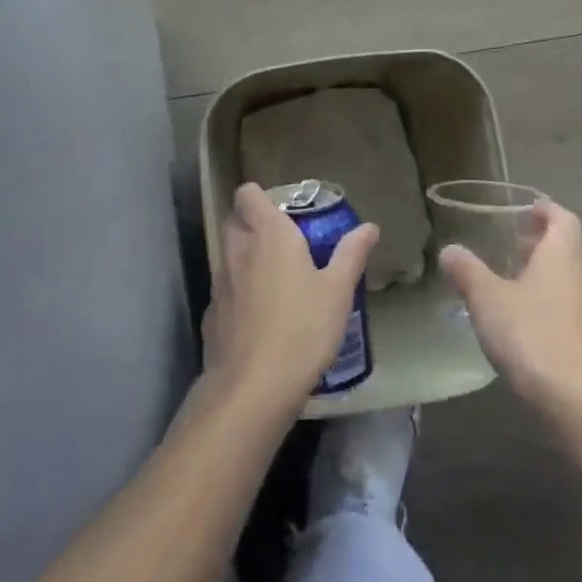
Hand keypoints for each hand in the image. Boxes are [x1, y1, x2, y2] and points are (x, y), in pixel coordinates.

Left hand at [202, 183, 380, 416]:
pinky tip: (261, 317)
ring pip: (228, 255)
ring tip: (277, 281)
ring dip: (247, 259)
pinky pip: (226, 289)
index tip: (282, 211)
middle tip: (285, 243)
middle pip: (235, 221)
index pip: (248, 195)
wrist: (253, 386)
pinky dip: (240, 293)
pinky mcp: (211, 314)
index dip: (259, 197)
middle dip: (253, 224)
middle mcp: (238, 250)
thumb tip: (369, 227)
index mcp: (269, 235)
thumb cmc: (303, 328)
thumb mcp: (338, 291)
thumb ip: (351, 254)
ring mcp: (220, 283)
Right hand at [439, 200, 581, 412]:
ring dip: (545, 275)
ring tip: (513, 282)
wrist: (577, 398)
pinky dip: (550, 304)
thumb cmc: (531, 333)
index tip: (528, 208)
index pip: (563, 219)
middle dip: (540, 244)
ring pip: (569, 280)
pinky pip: (570, 309)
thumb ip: (467, 271)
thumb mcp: (487, 298)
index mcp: (562, 255)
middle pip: (567, 249)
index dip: (546, 210)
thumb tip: (450, 250)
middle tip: (512, 245)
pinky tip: (525, 321)